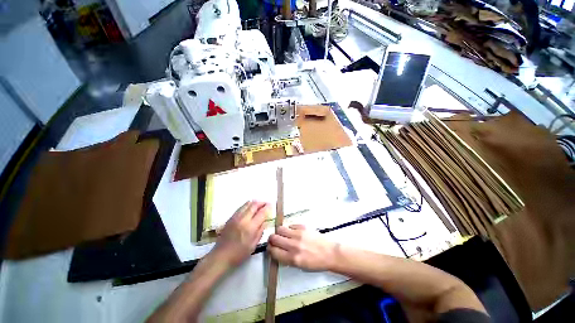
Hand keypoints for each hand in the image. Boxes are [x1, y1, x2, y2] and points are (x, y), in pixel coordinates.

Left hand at [211, 201, 269, 266]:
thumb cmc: (239, 254)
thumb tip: (265, 222)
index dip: (267, 207)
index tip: (271, 205)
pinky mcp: (230, 218)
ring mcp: (236, 217)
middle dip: (261, 202)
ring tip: (259, 204)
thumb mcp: (253, 245)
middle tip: (266, 203)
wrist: (220, 256)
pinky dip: (247, 205)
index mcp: (250, 227)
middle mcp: (243, 219)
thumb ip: (260, 231)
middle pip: (254, 205)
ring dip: (254, 203)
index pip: (261, 213)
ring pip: (247, 204)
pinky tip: (249, 208)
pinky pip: (241, 207)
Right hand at [268, 225, 337, 271]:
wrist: (329, 253)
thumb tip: (277, 251)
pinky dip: (289, 229)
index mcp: (292, 258)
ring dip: (279, 232)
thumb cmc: (315, 262)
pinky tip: (293, 233)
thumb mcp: (299, 266)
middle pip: (274, 238)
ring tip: (283, 235)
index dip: (270, 249)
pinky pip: (290, 225)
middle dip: (272, 239)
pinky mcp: (303, 226)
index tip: (271, 247)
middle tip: (274, 240)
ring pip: (280, 229)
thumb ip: (286, 258)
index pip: (273, 251)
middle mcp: (293, 245)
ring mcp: (298, 234)